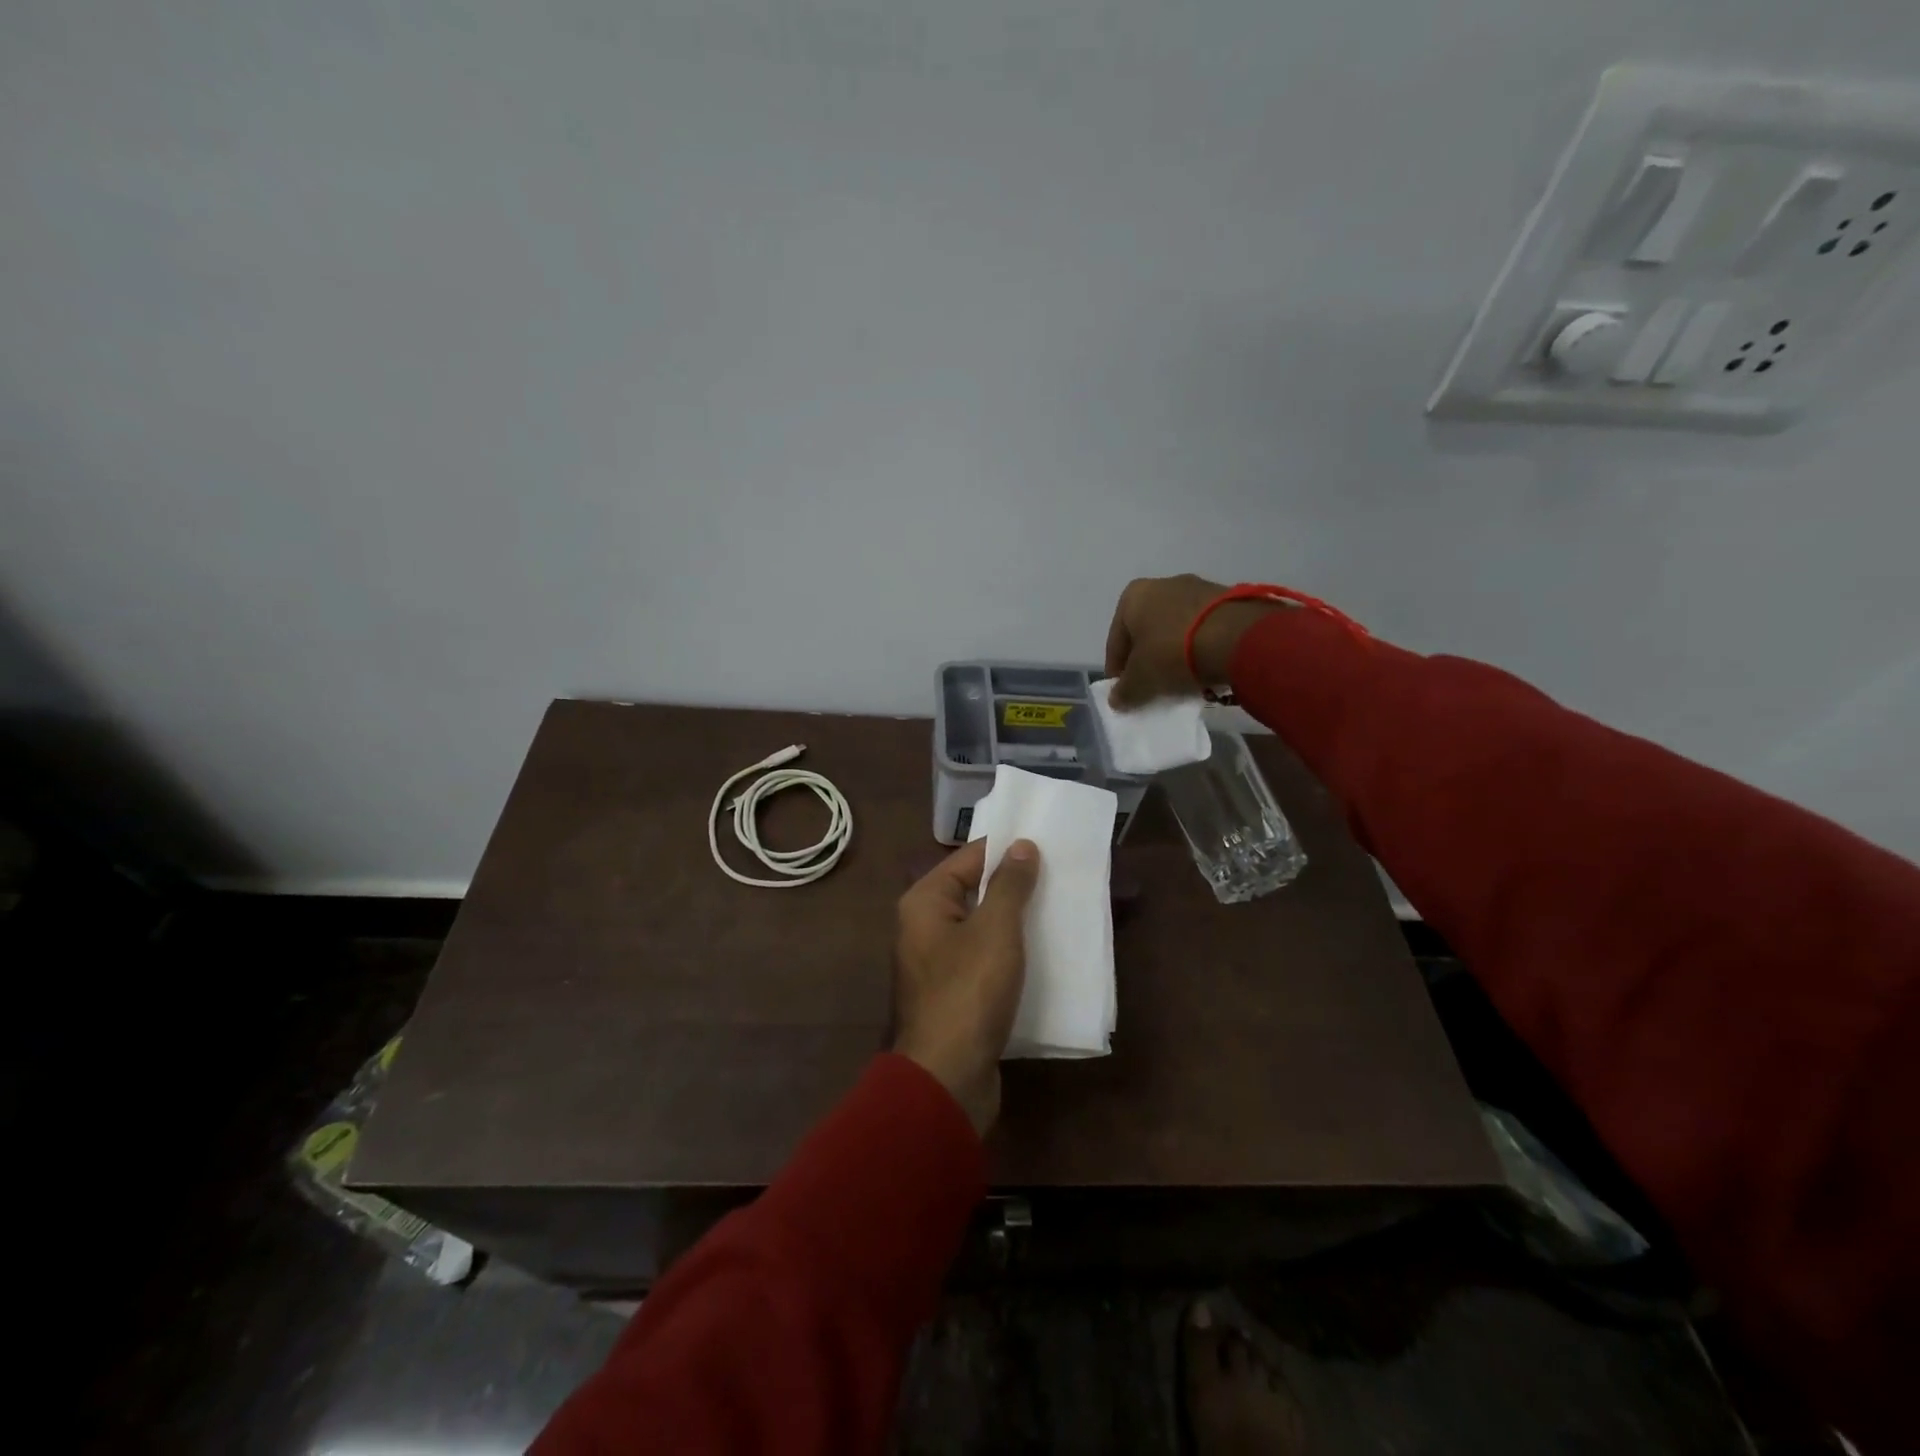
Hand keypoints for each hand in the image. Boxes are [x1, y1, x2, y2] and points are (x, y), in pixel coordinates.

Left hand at [892, 837, 1040, 1135]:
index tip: (1046, 846)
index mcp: (924, 902)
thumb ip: (1009, 884)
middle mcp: (923, 926)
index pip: (968, 858)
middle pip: (974, 891)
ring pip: (982, 928)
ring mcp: (937, 963)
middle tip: (1060, 877)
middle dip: (1015, 886)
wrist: (947, 1078)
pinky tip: (1042, 954)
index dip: (1006, 850)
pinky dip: (1009, 954)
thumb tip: (1021, 845)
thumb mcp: (995, 930)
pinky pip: (984, 960)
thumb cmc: (969, 992)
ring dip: (1016, 921)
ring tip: (1059, 910)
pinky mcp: (953, 994)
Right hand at [1104, 574, 1289, 707]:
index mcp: (1133, 596)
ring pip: (1175, 628)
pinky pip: (1202, 628)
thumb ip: (1124, 691)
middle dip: (1146, 658)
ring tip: (1180, 680)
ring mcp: (1198, 588)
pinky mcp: (1227, 598)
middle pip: (1146, 631)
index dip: (1116, 671)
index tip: (1123, 692)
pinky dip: (1198, 647)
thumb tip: (1117, 699)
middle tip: (1150, 686)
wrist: (1236, 637)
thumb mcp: (1141, 679)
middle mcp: (1162, 584)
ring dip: (1173, 652)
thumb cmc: (1172, 652)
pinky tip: (1204, 668)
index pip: (1116, 641)